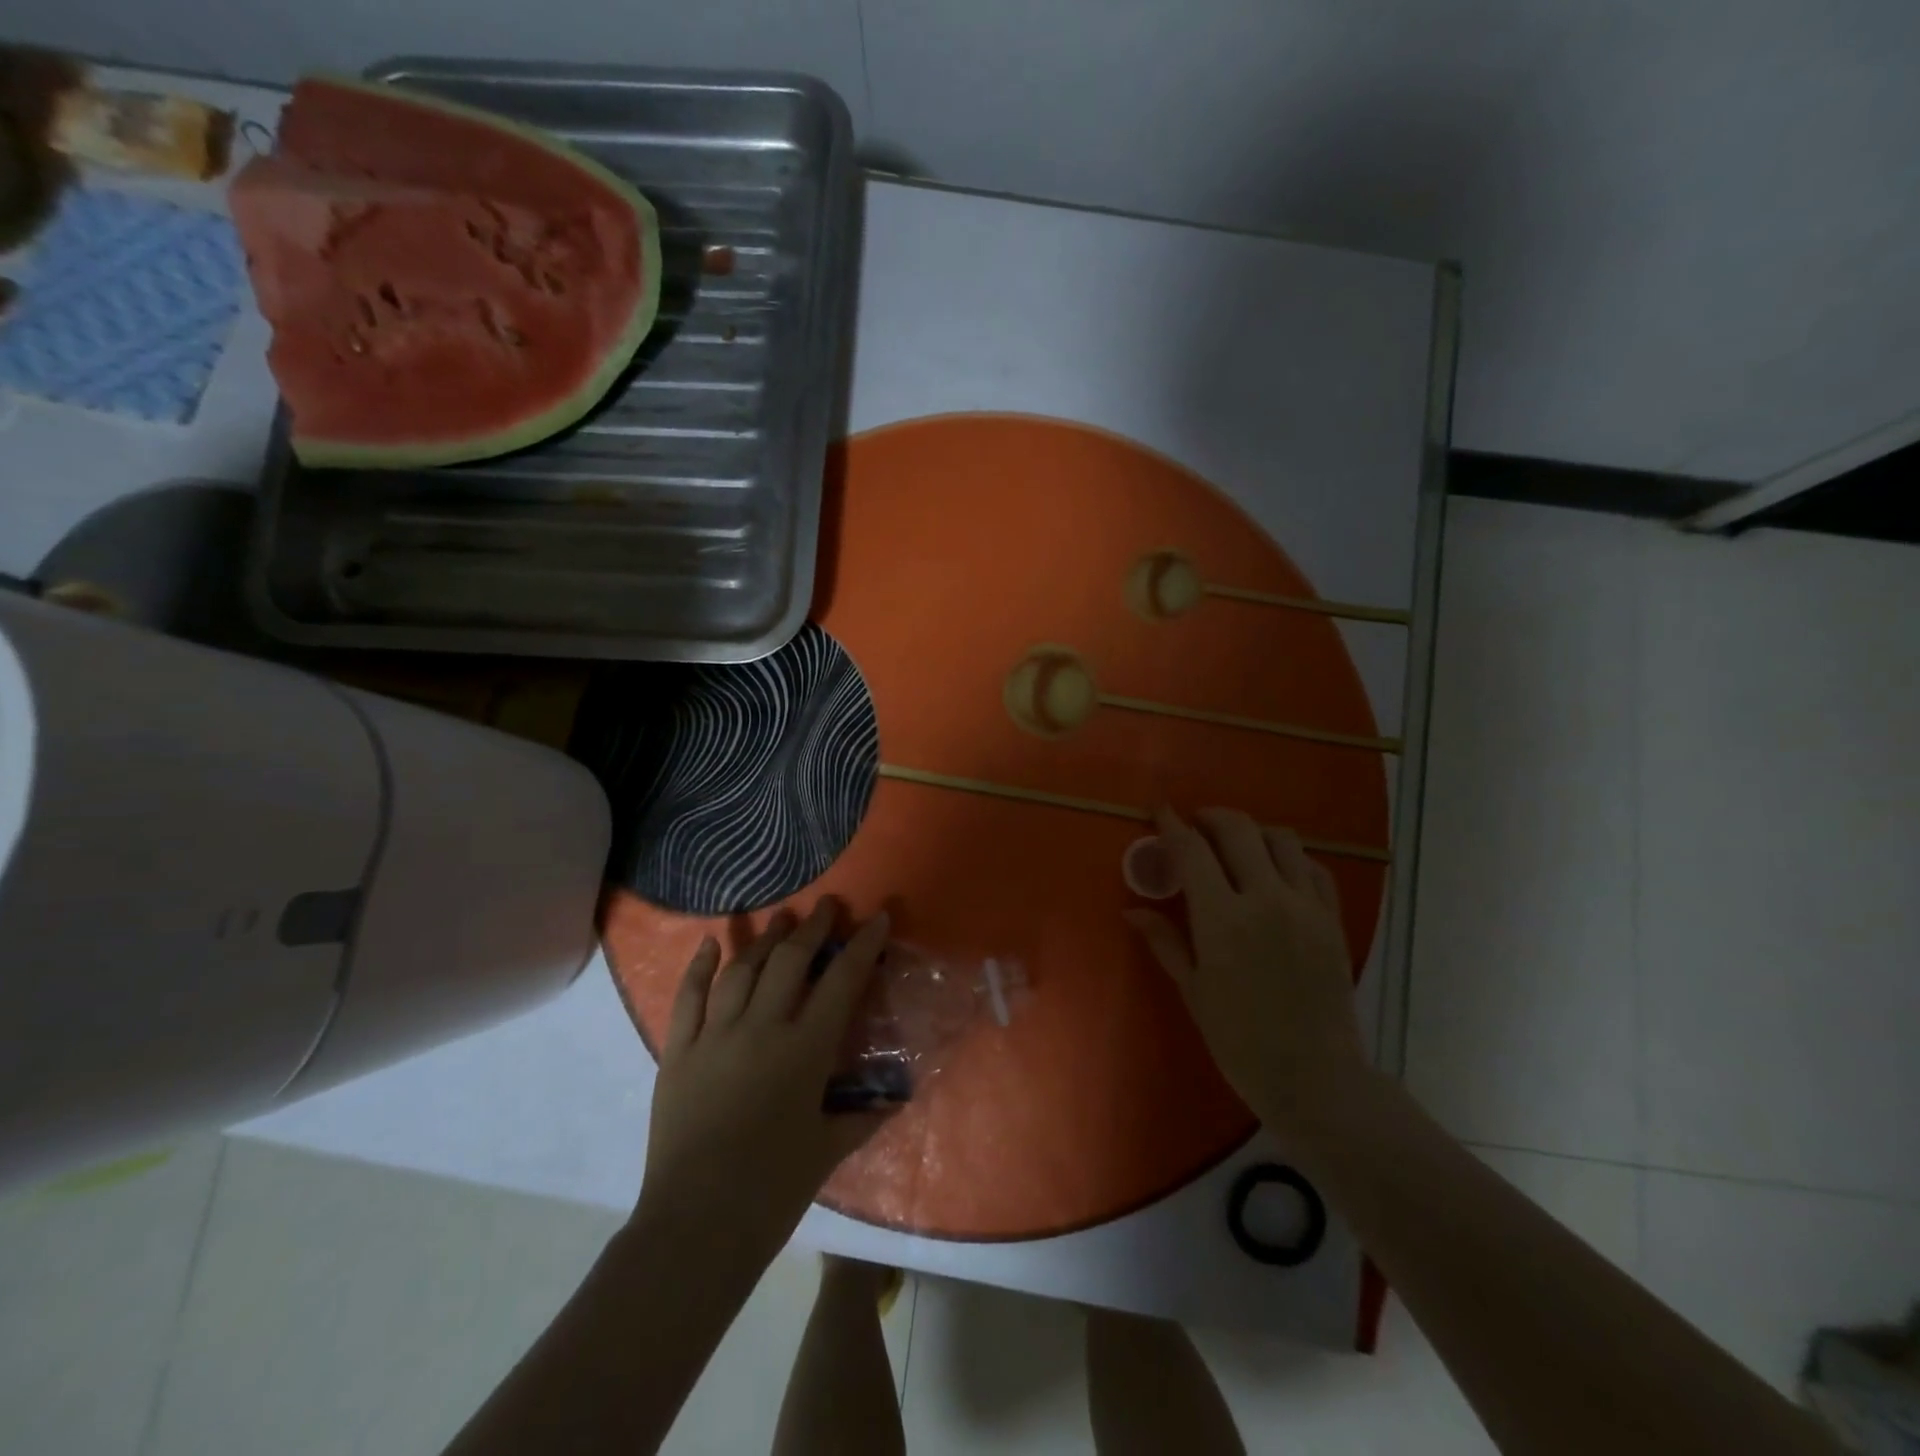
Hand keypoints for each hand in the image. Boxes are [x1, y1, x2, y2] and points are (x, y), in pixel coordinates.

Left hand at [637, 899, 893, 1257]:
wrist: (696, 1223)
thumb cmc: (773, 1188)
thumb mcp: (828, 1149)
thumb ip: (862, 1117)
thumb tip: (892, 1100)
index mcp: (805, 1049)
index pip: (842, 980)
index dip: (863, 945)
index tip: (876, 917)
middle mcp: (762, 1028)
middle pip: (789, 960)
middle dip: (812, 928)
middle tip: (825, 906)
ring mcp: (715, 1035)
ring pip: (742, 969)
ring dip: (764, 939)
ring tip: (781, 919)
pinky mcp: (679, 1051)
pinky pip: (688, 997)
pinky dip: (699, 966)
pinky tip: (710, 943)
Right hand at [1124, 807, 1368, 1131]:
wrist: (1316, 1078)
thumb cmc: (1240, 1040)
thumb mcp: (1193, 990)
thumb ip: (1165, 941)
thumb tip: (1132, 910)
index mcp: (1222, 918)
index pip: (1192, 851)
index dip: (1172, 825)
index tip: (1160, 811)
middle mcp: (1266, 899)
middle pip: (1238, 830)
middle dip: (1211, 817)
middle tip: (1195, 824)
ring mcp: (1305, 906)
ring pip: (1281, 839)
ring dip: (1253, 831)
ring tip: (1236, 844)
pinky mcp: (1332, 919)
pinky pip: (1313, 867)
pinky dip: (1290, 856)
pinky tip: (1277, 870)